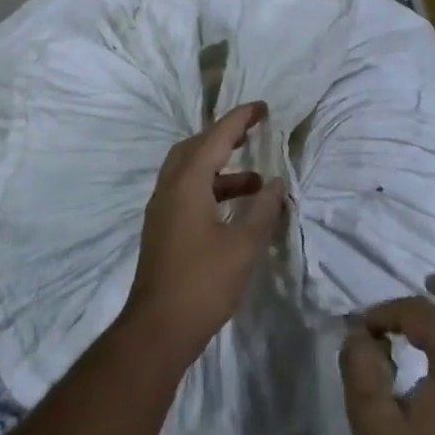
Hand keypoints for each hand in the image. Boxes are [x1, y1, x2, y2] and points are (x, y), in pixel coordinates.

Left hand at [123, 101, 287, 367]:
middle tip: (252, 135)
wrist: (158, 327)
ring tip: (256, 182)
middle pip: (195, 148)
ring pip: (190, 172)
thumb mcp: (244, 245)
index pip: (215, 138)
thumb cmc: (204, 282)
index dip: (239, 120)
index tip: (262, 108)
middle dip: (224, 138)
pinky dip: (211, 189)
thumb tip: (276, 183)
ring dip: (221, 169)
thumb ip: (263, 210)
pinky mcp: (163, 229)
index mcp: (187, 183)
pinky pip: (187, 192)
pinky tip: (234, 209)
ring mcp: (162, 209)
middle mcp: (169, 188)